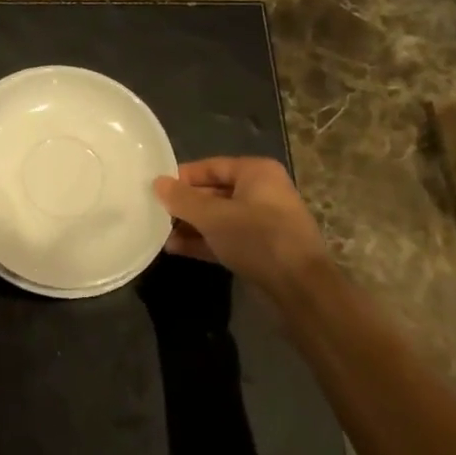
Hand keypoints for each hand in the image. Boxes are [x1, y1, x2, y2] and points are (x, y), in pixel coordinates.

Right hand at [154, 157, 329, 293]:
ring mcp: (264, 222)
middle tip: (154, 212)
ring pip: (219, 218)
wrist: (300, 288)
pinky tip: (176, 248)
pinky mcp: (262, 249)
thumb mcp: (213, 216)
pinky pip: (227, 238)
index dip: (182, 177)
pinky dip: (204, 241)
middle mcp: (262, 192)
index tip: (154, 189)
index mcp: (256, 172)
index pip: (210, 166)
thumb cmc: (257, 238)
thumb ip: (182, 199)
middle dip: (185, 205)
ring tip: (160, 233)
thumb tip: (157, 183)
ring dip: (191, 225)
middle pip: (214, 192)